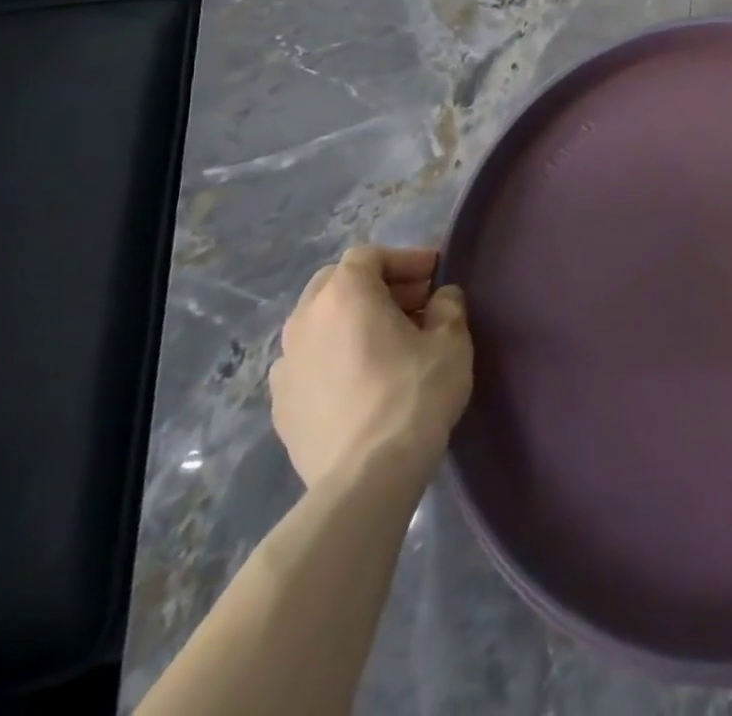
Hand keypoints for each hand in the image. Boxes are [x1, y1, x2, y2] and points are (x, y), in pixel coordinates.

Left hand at [269, 244, 472, 490]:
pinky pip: (309, 362)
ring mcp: (285, 366)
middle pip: (336, 283)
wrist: (366, 476)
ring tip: (388, 343)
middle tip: (413, 303)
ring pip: (318, 323)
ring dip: (352, 321)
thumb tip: (440, 298)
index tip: (434, 275)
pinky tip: (362, 380)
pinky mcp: (280, 406)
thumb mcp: (451, 339)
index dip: (404, 259)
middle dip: (375, 285)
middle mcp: (304, 321)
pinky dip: (334, 356)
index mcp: (344, 295)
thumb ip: (447, 306)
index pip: (368, 255)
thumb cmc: (414, 392)